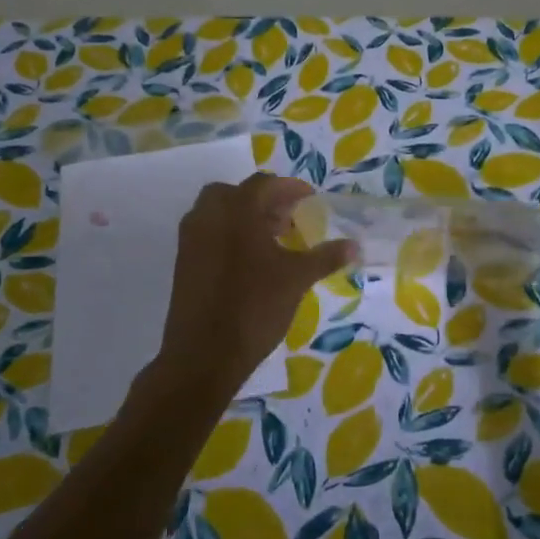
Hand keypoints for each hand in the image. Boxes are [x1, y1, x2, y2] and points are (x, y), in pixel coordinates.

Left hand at [147, 174, 356, 406]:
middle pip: (236, 193)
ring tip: (273, 241)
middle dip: (264, 201)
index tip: (310, 201)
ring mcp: (191, 238)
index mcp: (237, 210)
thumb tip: (355, 245)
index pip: (265, 184)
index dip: (290, 189)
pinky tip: (251, 262)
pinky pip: (208, 233)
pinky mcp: (184, 261)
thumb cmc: (254, 307)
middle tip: (288, 220)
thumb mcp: (296, 279)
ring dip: (245, 217)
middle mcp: (208, 215)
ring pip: (219, 212)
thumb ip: (325, 257)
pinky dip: (229, 235)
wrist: (204, 354)